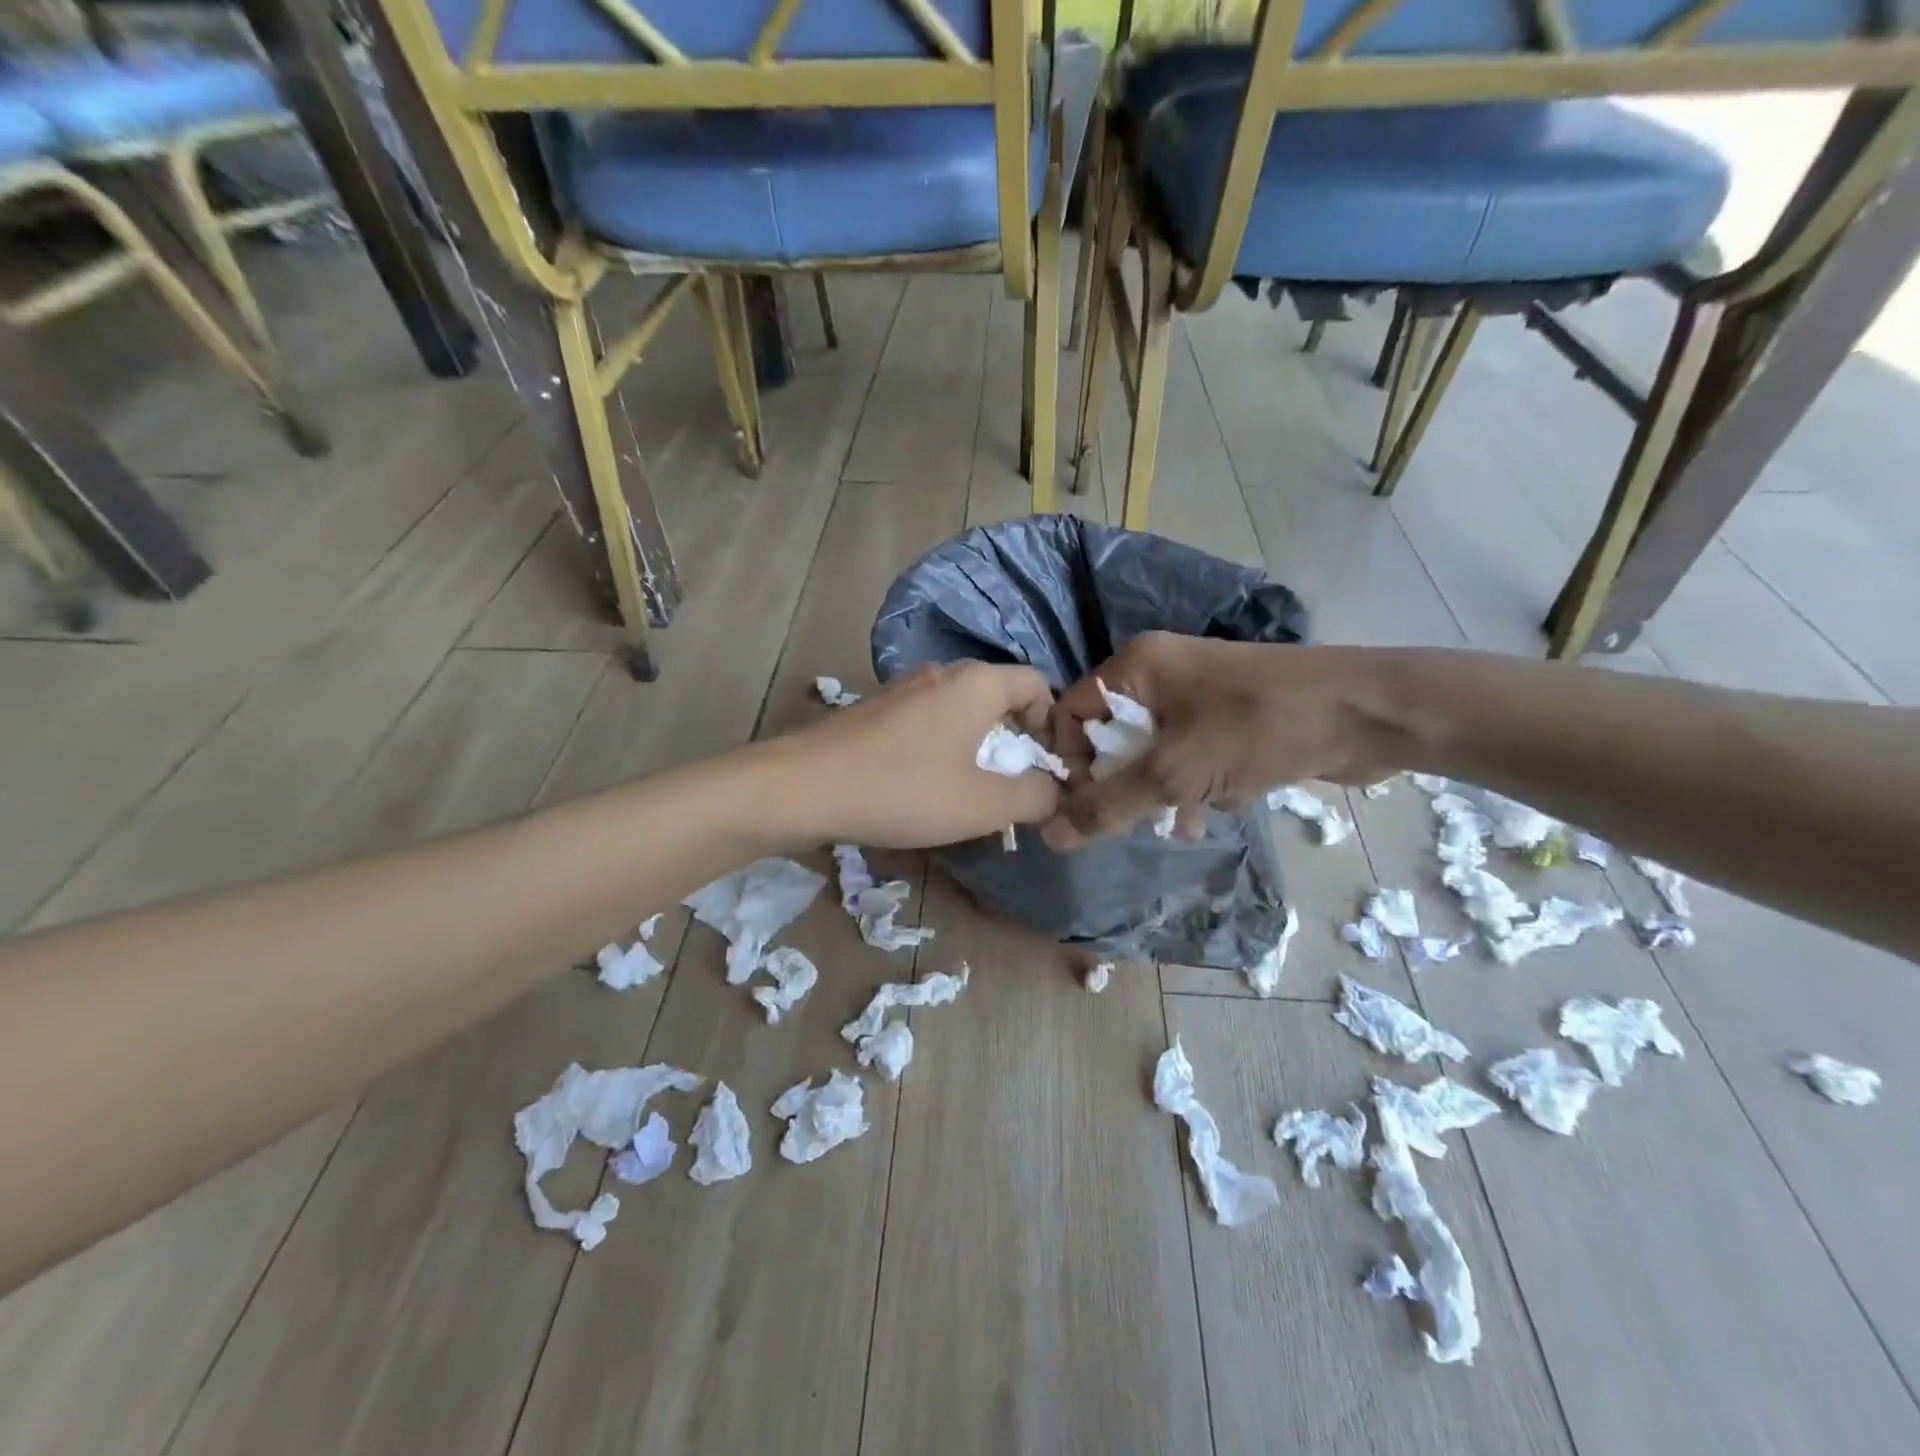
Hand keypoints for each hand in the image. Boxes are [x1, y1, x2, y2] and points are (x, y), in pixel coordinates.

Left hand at [771, 662, 1061, 847]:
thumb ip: (1033, 797)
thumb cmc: (905, 790)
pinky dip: (943, 745)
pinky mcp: (877, 708)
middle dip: (1015, 738)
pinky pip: (929, 719)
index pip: (1037, 683)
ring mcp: (904, 687)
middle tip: (1014, 782)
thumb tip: (1055, 791)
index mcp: (977, 683)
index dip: (1053, 723)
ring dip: (978, 744)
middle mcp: (943, 672)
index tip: (1046, 765)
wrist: (805, 787)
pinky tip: (926, 783)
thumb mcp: (982, 804)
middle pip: (999, 694)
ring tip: (971, 788)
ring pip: (961, 708)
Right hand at [1040, 633, 1405, 846]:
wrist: (1366, 713)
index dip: (1071, 761)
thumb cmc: (1258, 728)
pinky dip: (1193, 787)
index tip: (1085, 806)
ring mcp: (1199, 695)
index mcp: (1137, 667)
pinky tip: (1209, 817)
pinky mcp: (1230, 719)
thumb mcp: (1175, 772)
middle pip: (1112, 736)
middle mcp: (1161, 673)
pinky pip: (1190, 757)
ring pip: (1152, 752)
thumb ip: (1111, 805)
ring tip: (1176, 825)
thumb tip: (1051, 836)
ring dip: (1159, 793)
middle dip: (1120, 783)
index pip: (1072, 713)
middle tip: (1130, 820)